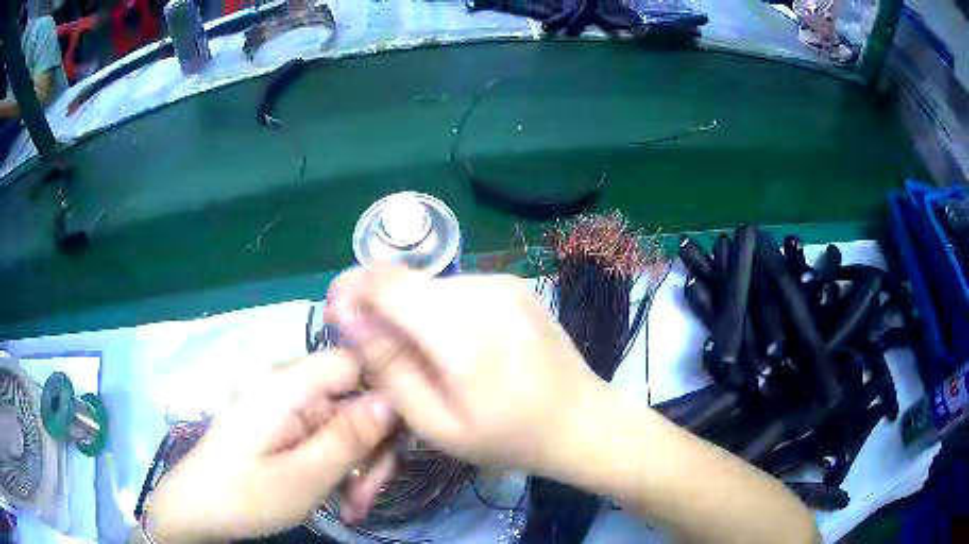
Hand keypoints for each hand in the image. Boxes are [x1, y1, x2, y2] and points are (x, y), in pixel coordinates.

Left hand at [146, 352, 397, 542]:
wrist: (196, 510)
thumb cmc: (245, 496)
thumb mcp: (304, 476)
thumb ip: (350, 436)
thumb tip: (395, 399)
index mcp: (289, 384)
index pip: (358, 361)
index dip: (390, 393)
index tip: (403, 440)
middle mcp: (288, 383)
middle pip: (354, 397)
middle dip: (372, 447)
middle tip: (372, 495)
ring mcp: (284, 404)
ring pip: (343, 421)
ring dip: (357, 464)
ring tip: (356, 506)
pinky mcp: (280, 423)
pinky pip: (323, 434)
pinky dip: (338, 465)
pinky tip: (341, 499)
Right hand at [325, 268, 606, 476]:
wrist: (582, 420)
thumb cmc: (508, 438)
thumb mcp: (436, 425)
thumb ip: (389, 368)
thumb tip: (348, 317)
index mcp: (462, 334)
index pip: (387, 283)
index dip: (352, 289)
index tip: (338, 314)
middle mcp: (483, 293)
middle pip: (406, 281)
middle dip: (379, 306)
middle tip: (381, 351)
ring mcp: (504, 283)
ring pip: (431, 284)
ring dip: (413, 311)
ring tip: (427, 356)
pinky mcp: (516, 284)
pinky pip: (458, 288)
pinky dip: (442, 310)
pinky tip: (459, 346)